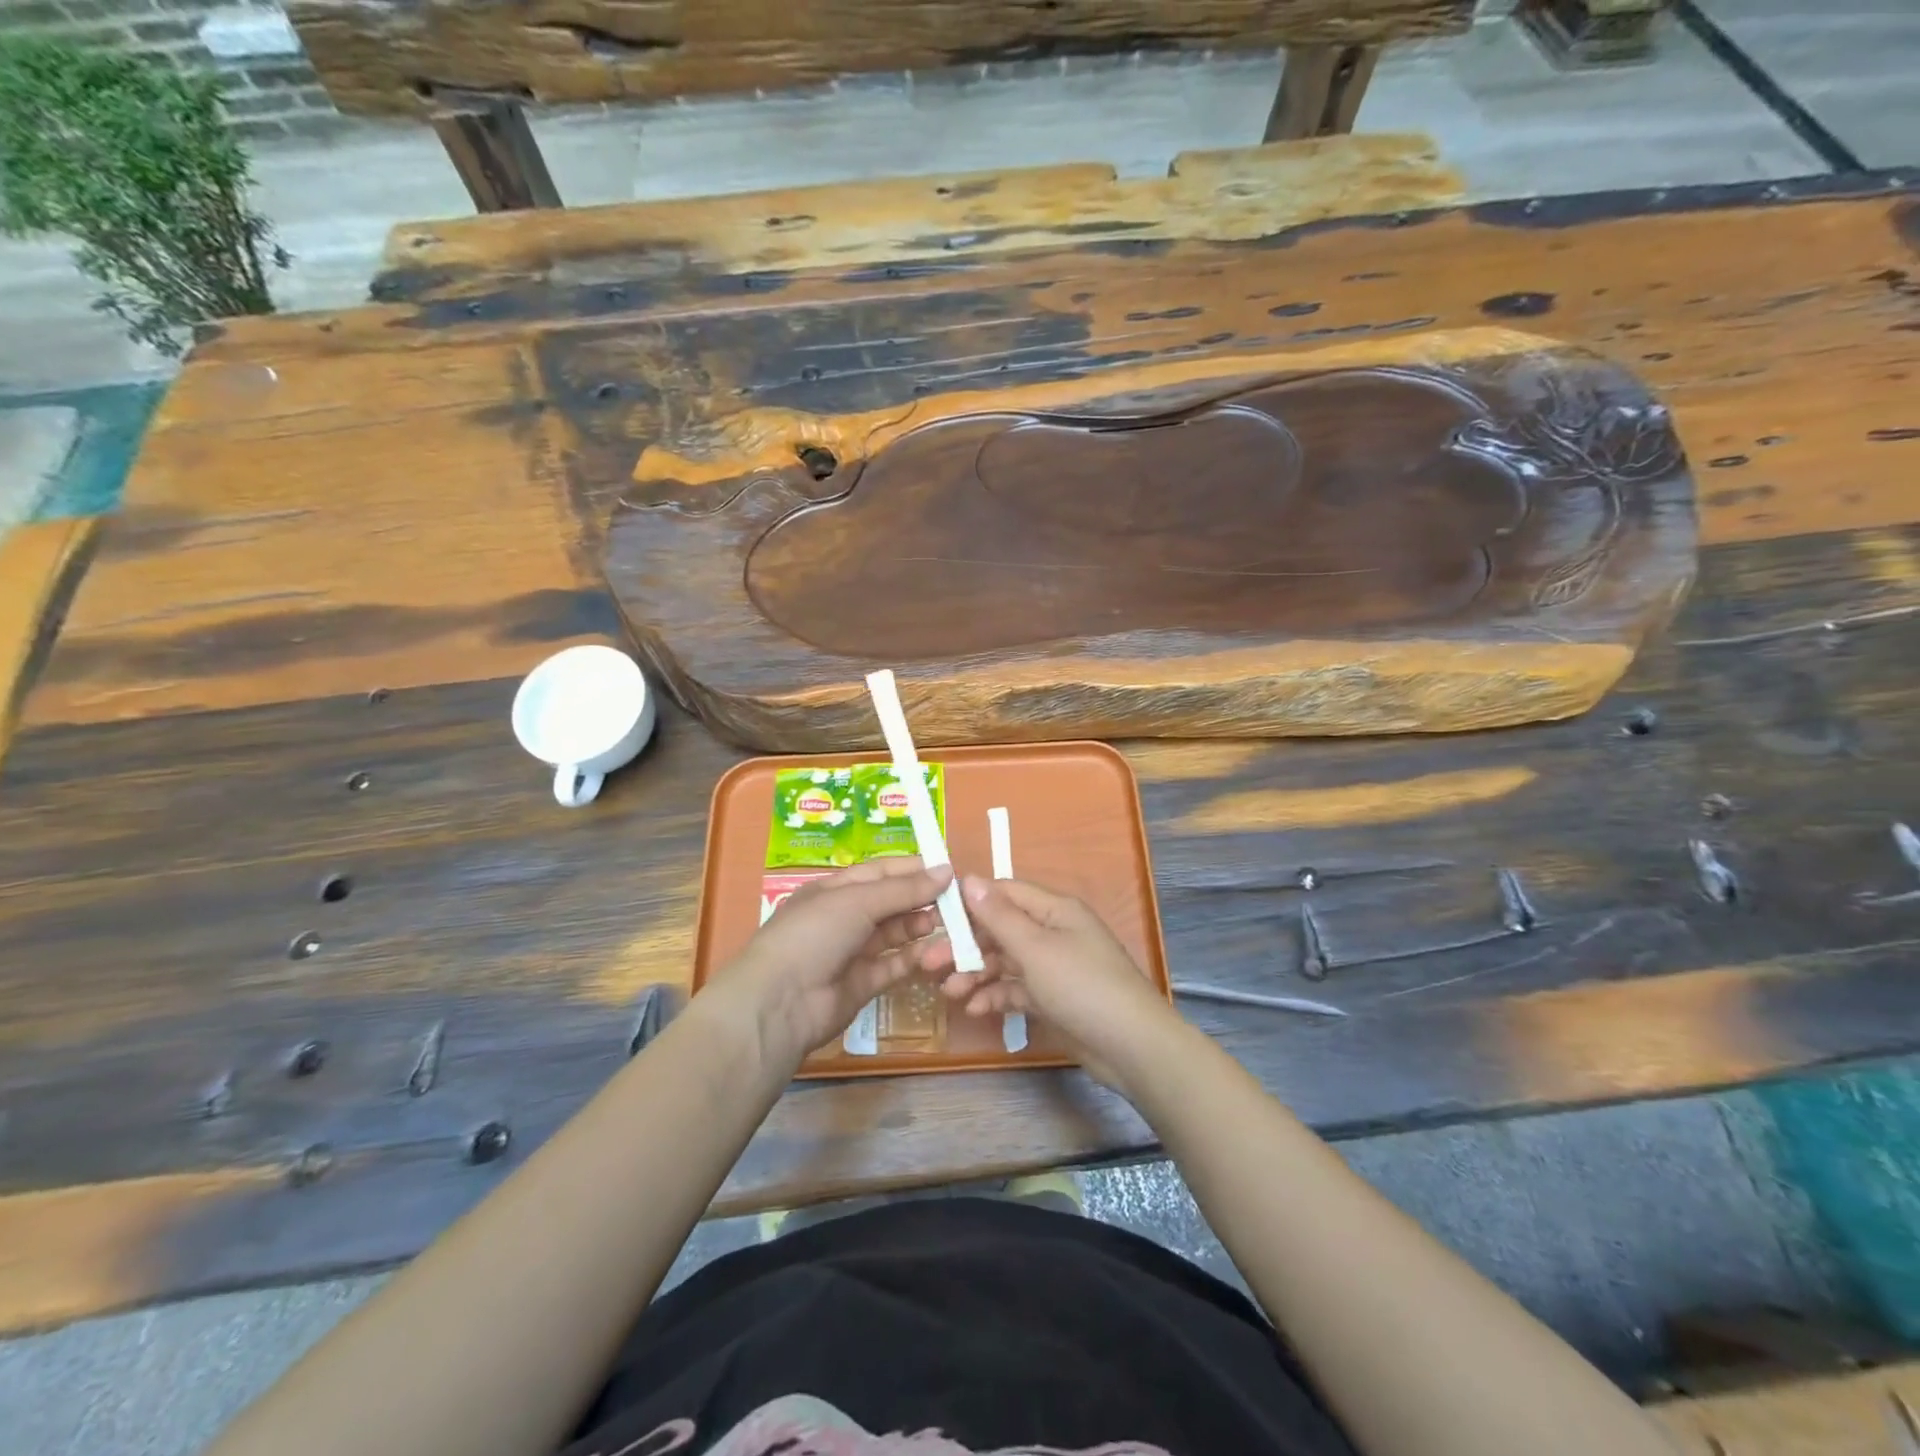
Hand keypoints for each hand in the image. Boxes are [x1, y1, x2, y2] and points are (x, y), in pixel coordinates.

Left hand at [704, 857, 952, 1069]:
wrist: (781, 1002)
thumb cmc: (814, 934)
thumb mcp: (858, 901)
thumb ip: (904, 889)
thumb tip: (947, 871)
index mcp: (835, 889)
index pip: (881, 871)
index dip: (914, 869)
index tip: (949, 870)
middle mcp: (844, 917)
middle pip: (890, 901)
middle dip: (921, 898)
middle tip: (958, 900)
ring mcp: (852, 952)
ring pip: (894, 933)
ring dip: (920, 926)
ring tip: (949, 923)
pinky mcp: (862, 984)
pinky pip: (894, 965)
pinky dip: (914, 958)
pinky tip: (937, 952)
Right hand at [935, 875, 1184, 1090]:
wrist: (1132, 1047)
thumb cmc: (1082, 986)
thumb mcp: (1035, 948)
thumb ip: (999, 915)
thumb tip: (968, 878)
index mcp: (1053, 910)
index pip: (1004, 893)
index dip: (969, 903)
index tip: (934, 918)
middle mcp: (1053, 932)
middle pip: (1000, 930)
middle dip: (965, 946)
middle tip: (928, 964)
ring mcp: (1054, 966)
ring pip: (1005, 962)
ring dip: (976, 974)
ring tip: (948, 993)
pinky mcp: (1054, 998)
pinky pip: (1017, 989)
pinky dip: (996, 996)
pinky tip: (975, 1010)